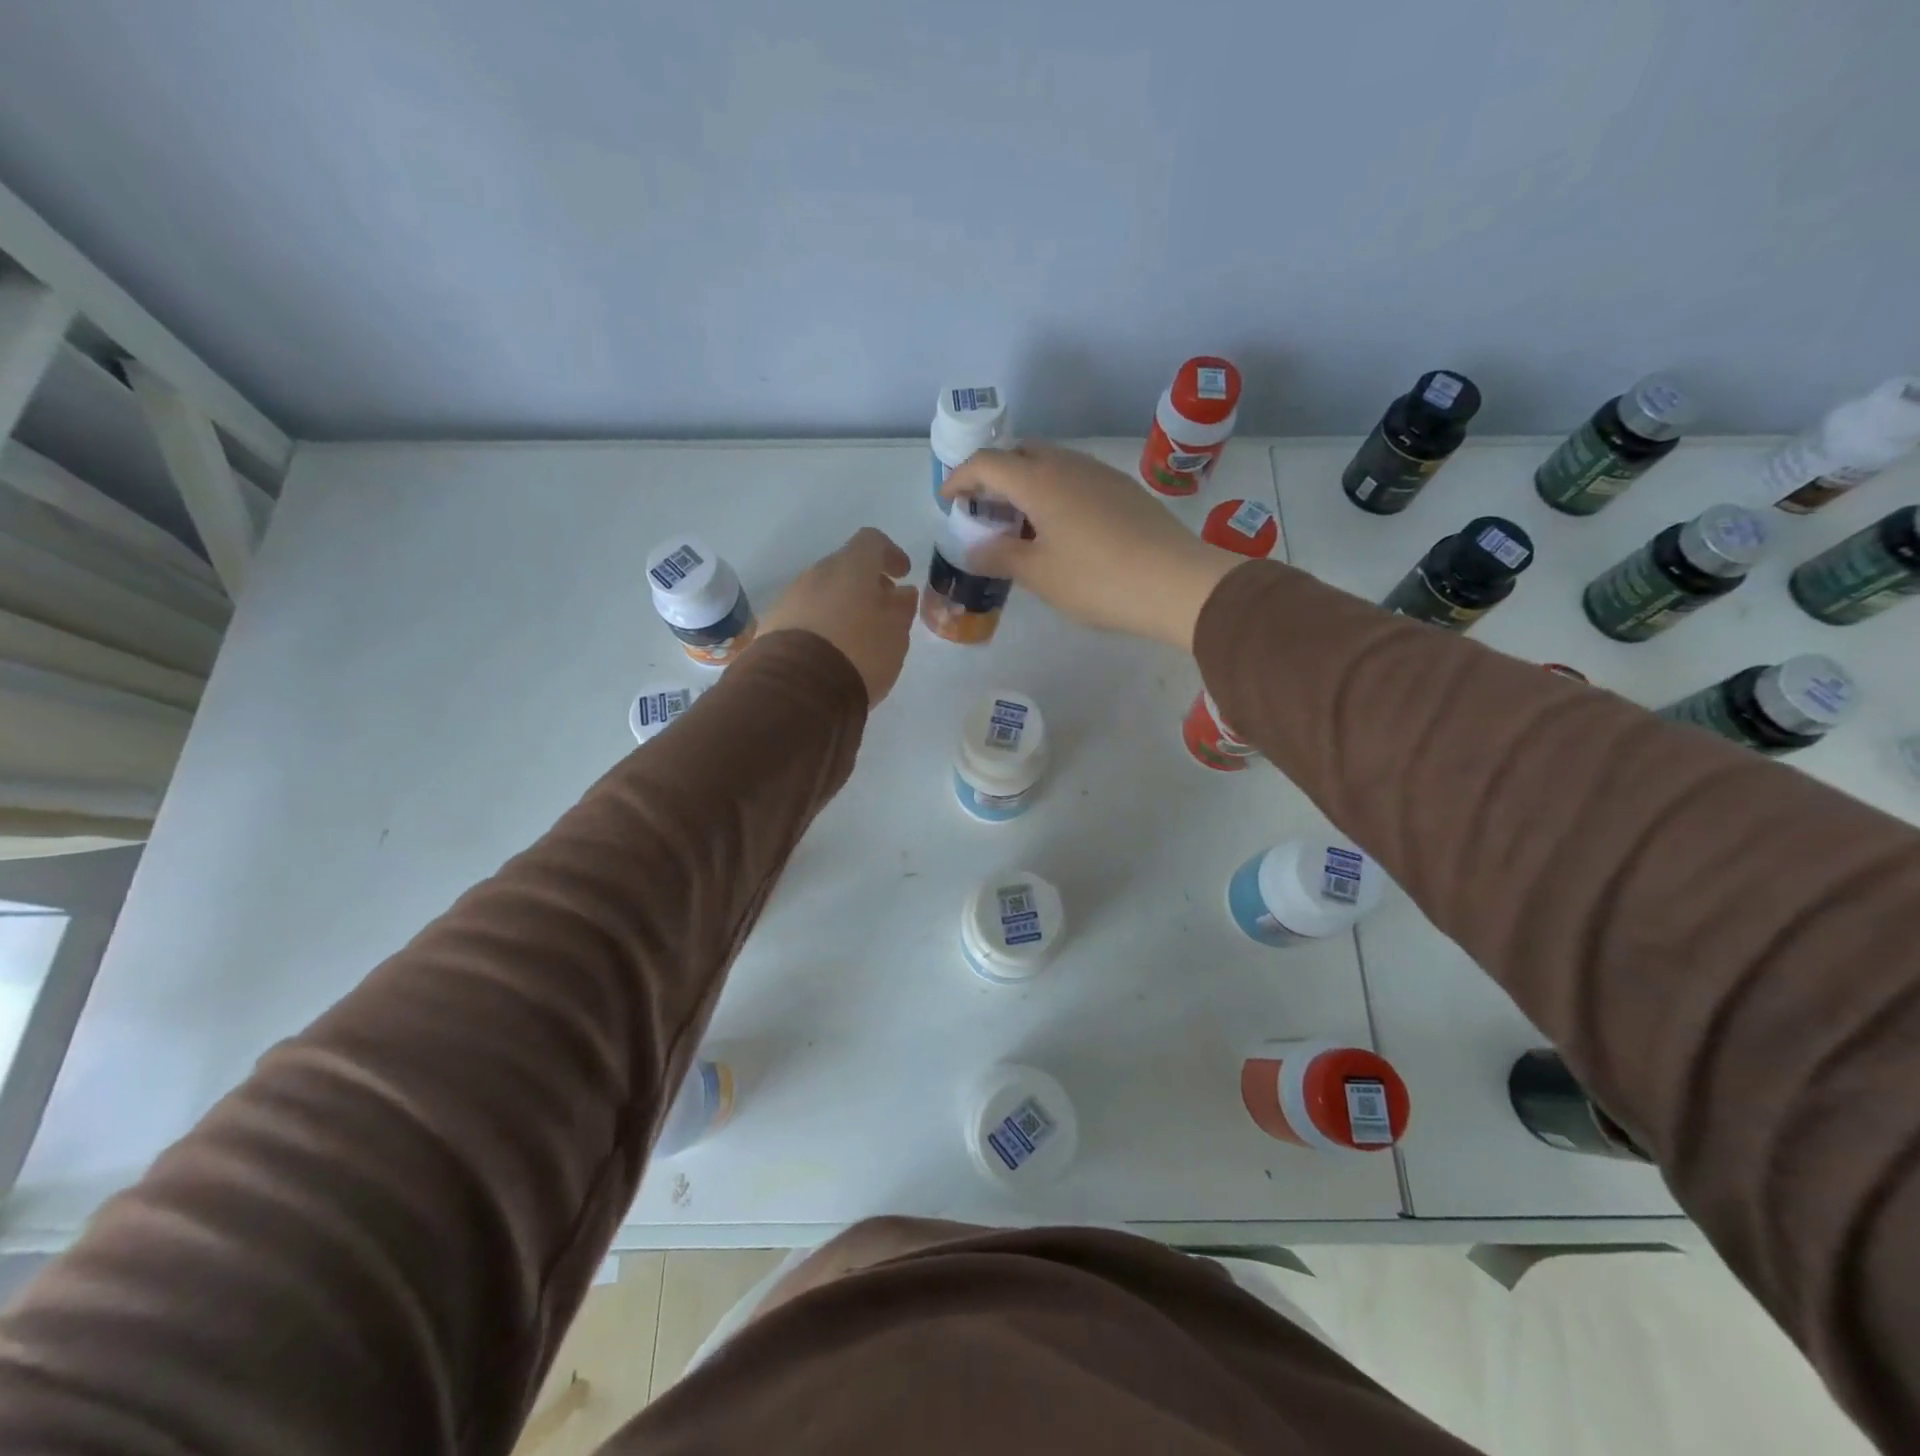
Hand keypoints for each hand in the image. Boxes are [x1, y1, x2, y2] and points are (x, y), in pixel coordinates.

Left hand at [760, 527, 917, 704]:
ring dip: (840, 606)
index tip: (902, 574)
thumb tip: (902, 593)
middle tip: (881, 610)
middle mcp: (816, 574)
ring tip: (856, 636)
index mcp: (850, 567)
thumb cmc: (858, 653)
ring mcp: (789, 598)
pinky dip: (820, 625)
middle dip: (864, 584)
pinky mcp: (772, 625)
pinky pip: (803, 615)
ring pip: (821, 592)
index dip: (890, 554)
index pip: (871, 542)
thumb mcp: (895, 635)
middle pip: (844, 567)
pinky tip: (829, 652)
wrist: (798, 688)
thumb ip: (901, 609)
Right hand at [941, 443, 1242, 650]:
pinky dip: (1054, 492)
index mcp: (1040, 480)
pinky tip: (1059, 528)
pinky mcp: (1124, 490)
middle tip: (984, 510)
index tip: (948, 501)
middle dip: (994, 475)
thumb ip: (1000, 557)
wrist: (1176, 583)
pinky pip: (1075, 479)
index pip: (987, 463)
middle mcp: (1069, 465)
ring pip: (1051, 464)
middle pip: (1020, 454)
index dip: (960, 478)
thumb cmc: (1098, 579)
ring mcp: (1101, 474)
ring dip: (1026, 484)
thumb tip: (975, 549)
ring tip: (1019, 523)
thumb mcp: (1039, 574)